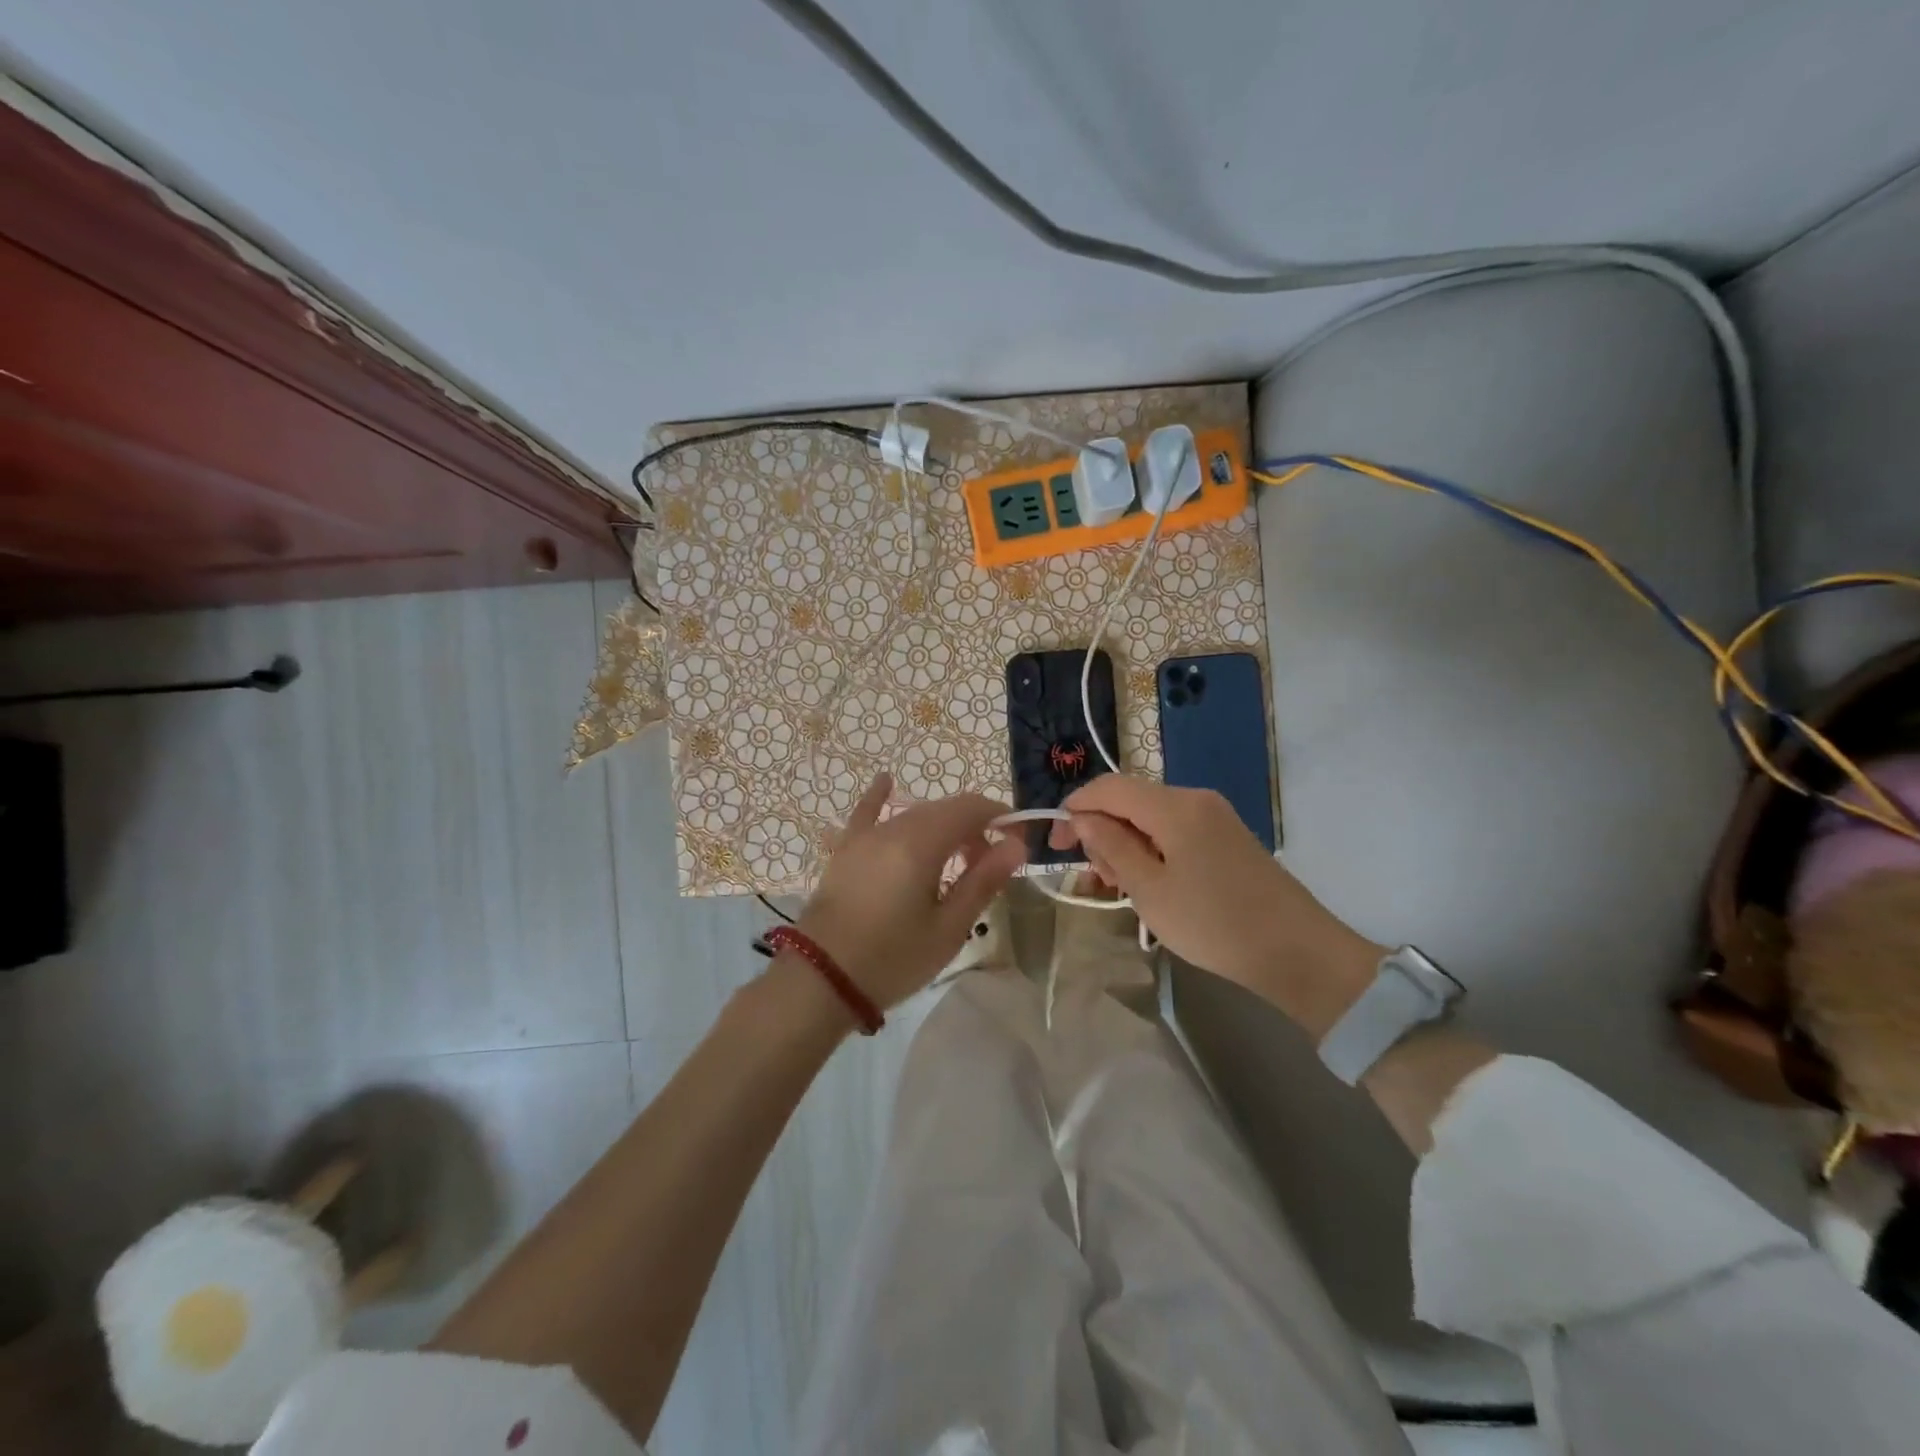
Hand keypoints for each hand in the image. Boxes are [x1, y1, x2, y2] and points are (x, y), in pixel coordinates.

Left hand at [795, 774, 1027, 1011]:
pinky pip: (865, 814)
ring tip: (955, 863)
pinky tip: (885, 780)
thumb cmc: (892, 959)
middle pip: (944, 811)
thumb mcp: (948, 928)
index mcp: (922, 843)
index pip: (972, 808)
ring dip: (942, 828)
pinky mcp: (845, 851)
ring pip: (913, 816)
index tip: (1016, 845)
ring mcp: (864, 837)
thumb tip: (1016, 845)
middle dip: (973, 829)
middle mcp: (893, 829)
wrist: (821, 980)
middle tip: (987, 868)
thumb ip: (983, 881)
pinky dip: (879, 797)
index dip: (1000, 819)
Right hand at [1051, 776, 1381, 1035]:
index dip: (1074, 808)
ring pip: (1150, 818)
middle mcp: (1195, 799)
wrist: (1298, 953)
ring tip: (1121, 888)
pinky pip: (1174, 831)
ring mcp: (1215, 817)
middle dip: (1101, 832)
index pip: (1108, 787)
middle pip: (1129, 801)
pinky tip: (1150, 884)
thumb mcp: (1150, 890)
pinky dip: (1151, 850)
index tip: (1055, 845)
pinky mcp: (1227, 838)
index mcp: (1174, 806)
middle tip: (1097, 879)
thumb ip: (1111, 846)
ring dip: (1125, 845)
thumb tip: (1083, 817)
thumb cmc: (1215, 923)